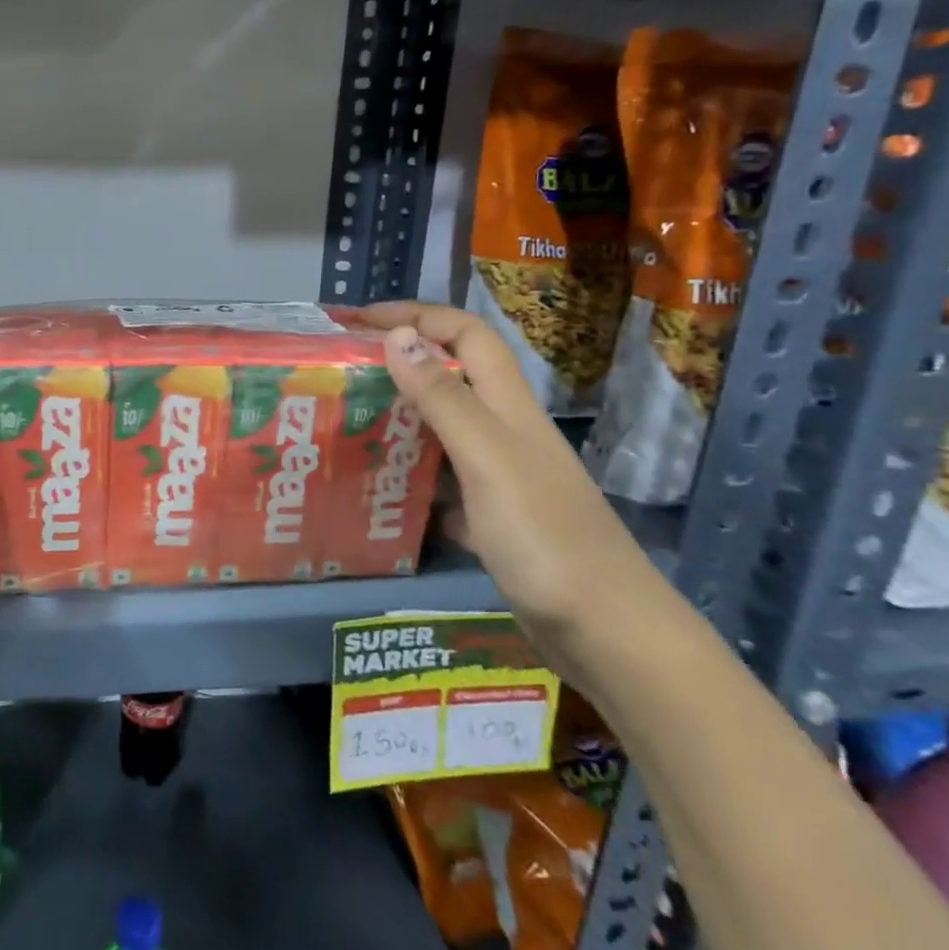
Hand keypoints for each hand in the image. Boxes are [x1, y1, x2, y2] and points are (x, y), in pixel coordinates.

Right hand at [360, 302, 662, 675]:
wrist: (608, 634)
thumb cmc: (546, 538)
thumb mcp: (487, 459)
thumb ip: (444, 398)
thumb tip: (398, 335)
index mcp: (509, 408)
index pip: (466, 335)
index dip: (416, 315)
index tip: (358, 319)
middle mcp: (506, 433)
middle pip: (451, 377)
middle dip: (399, 362)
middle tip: (341, 374)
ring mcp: (501, 478)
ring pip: (443, 430)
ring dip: (399, 418)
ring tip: (346, 425)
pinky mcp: (494, 519)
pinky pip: (441, 482)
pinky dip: (410, 478)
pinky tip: (379, 492)